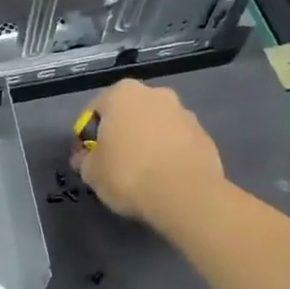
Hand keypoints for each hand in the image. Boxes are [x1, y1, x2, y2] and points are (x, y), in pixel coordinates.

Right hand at [72, 79, 223, 221]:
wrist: (185, 195)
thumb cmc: (127, 174)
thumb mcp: (90, 171)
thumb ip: (84, 159)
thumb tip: (86, 158)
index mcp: (122, 93)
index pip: (94, 111)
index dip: (86, 136)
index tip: (86, 158)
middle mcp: (155, 93)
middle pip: (128, 114)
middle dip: (120, 133)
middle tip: (113, 162)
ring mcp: (184, 113)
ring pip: (154, 126)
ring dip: (146, 142)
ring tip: (141, 172)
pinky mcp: (204, 135)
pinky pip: (176, 142)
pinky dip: (167, 153)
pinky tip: (162, 177)